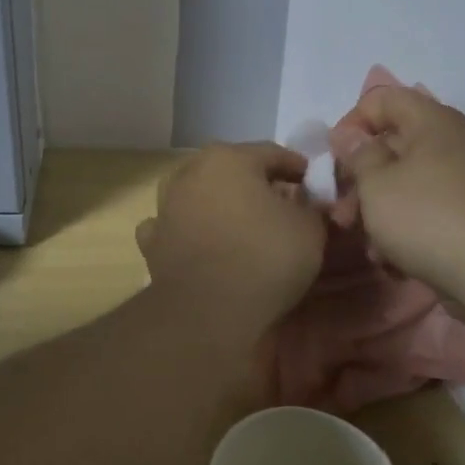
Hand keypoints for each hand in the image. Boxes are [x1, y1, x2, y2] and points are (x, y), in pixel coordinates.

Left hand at [135, 143, 325, 341]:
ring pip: (197, 194)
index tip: (313, 183)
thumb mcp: (310, 229)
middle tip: (279, 203)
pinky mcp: (152, 242)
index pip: (272, 153)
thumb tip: (306, 204)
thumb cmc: (265, 258)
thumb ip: (311, 207)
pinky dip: (187, 230)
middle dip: (254, 183)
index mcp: (229, 159)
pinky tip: (199, 243)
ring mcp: (165, 207)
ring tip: (239, 223)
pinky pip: (174, 226)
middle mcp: (190, 173)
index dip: (297, 167)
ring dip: (216, 203)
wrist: (208, 311)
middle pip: (230, 170)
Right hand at [341, 86, 464, 300]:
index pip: (382, 99)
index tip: (334, 158)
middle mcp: (452, 140)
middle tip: (341, 212)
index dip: (351, 123)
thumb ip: (357, 154)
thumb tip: (349, 134)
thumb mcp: (375, 184)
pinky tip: (390, 256)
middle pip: (392, 144)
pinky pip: (426, 206)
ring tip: (365, 242)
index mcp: (431, 120)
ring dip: (377, 207)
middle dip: (360, 177)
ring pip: (406, 180)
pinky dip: (404, 224)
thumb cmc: (424, 217)